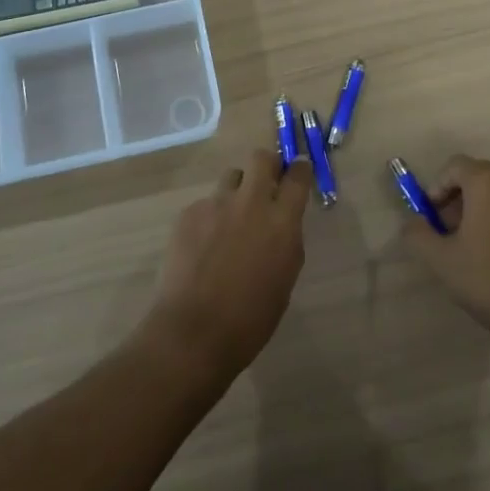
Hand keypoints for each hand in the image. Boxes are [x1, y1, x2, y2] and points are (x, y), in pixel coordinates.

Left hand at [143, 149, 309, 380]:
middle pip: (261, 158)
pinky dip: (210, 217)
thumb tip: (281, 225)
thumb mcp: (284, 280)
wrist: (193, 331)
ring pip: (231, 176)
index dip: (300, 169)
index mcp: (282, 222)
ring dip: (237, 189)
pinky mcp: (189, 213)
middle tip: (266, 183)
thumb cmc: (250, 319)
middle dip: (267, 165)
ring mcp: (216, 204)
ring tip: (231, 217)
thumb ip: (286, 242)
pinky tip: (203, 245)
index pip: (298, 177)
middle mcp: (251, 203)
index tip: (299, 170)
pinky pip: (206, 203)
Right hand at [403, 155, 489, 337]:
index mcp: (488, 182)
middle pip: (478, 175)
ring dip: (480, 207)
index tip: (431, 217)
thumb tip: (414, 222)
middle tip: (447, 230)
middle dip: (458, 197)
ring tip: (470, 243)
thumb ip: (417, 232)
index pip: (455, 166)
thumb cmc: (486, 278)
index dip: (437, 187)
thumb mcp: (439, 258)